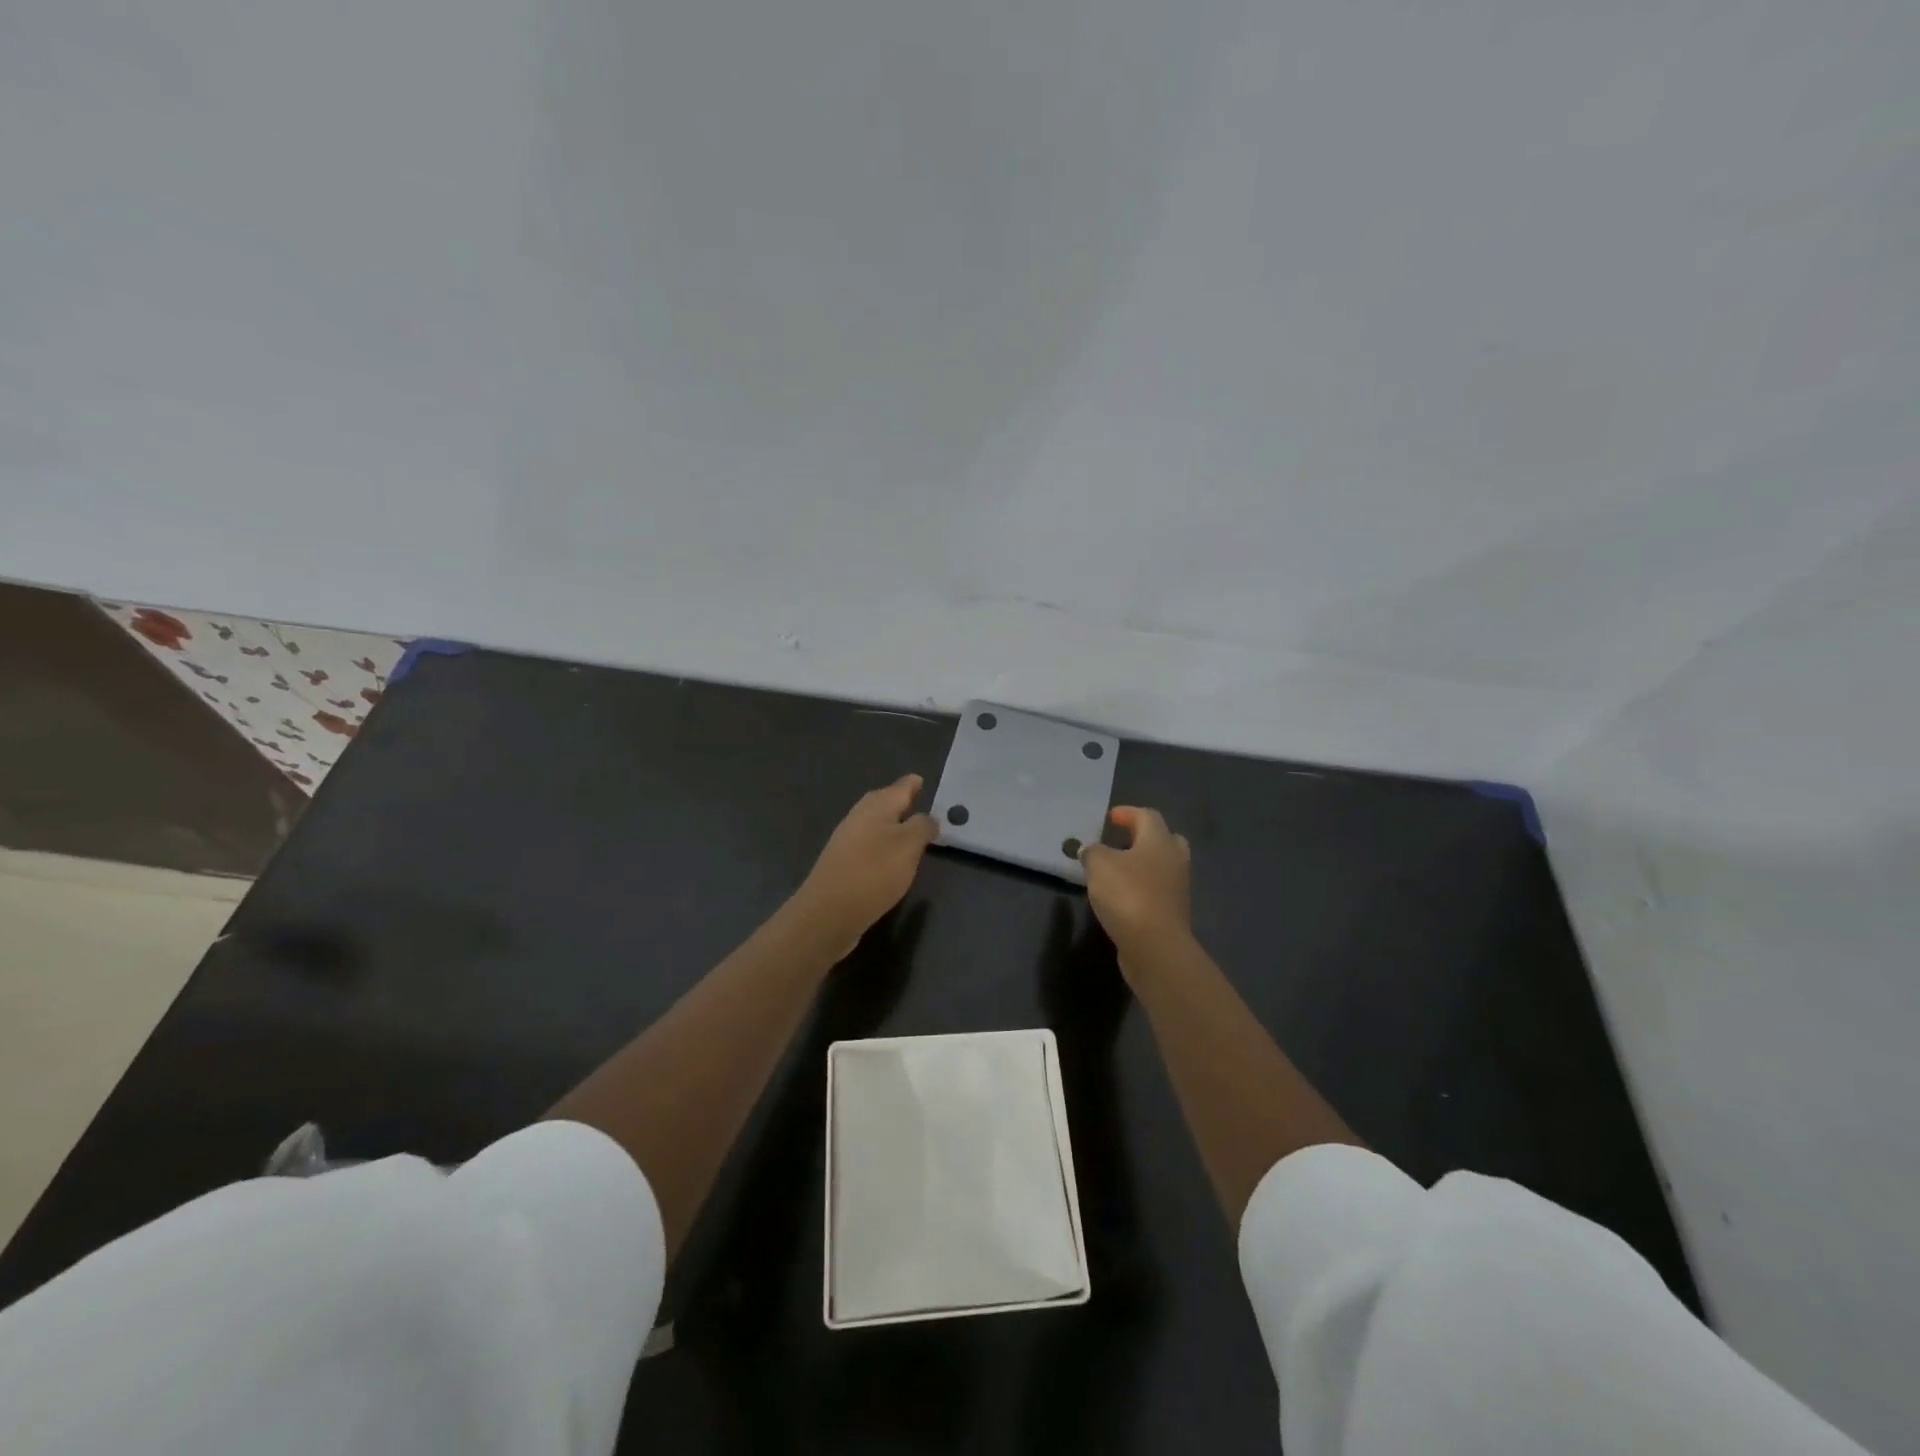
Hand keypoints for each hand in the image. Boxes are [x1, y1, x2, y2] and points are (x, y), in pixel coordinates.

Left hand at [792, 775, 937, 954]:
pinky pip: (867, 844)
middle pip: (882, 802)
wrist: (828, 912)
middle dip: (898, 800)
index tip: (921, 779)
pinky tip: (888, 858)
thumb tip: (928, 818)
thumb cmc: (874, 871)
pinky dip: (880, 844)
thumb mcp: (909, 846)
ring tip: (907, 830)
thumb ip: (922, 827)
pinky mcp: (842, 863)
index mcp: (877, 806)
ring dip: (890, 823)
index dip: (912, 783)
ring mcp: (847, 840)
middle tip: (916, 800)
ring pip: (873, 823)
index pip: (900, 787)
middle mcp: (859, 817)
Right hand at [1080, 806, 1192, 974]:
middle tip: (1121, 841)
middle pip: (1164, 839)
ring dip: (1142, 864)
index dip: (1127, 813)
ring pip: (1162, 866)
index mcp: (1159, 840)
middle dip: (1143, 837)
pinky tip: (1122, 895)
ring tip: (1116, 869)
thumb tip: (1090, 850)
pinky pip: (1158, 890)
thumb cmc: (1128, 895)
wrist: (1155, 946)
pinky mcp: (1173, 912)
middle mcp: (1174, 859)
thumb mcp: (1099, 865)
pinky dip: (1142, 887)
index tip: (1109, 818)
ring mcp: (1177, 888)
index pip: (1147, 816)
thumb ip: (1092, 852)